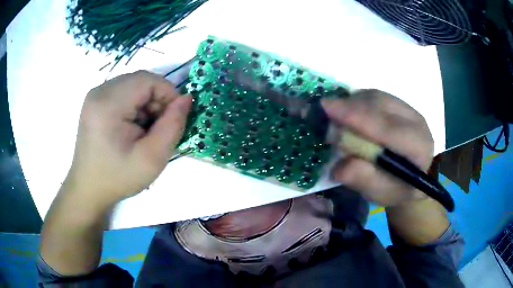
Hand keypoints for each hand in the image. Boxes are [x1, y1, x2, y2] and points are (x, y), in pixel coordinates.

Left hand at [64, 70, 191, 207]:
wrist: (88, 188)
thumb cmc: (118, 178)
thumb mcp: (152, 159)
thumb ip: (173, 125)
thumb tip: (186, 99)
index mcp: (108, 104)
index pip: (148, 80)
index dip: (168, 94)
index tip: (173, 119)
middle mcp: (99, 92)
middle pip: (140, 80)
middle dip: (156, 99)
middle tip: (158, 127)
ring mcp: (95, 94)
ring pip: (133, 84)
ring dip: (146, 102)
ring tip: (143, 129)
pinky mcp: (95, 100)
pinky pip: (123, 90)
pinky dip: (134, 104)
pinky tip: (131, 126)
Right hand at [322, 89, 433, 206]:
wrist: (411, 177)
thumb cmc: (396, 188)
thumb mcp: (379, 193)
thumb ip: (361, 179)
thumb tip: (337, 166)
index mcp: (417, 147)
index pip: (386, 127)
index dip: (356, 117)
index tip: (326, 107)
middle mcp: (416, 121)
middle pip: (379, 104)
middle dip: (349, 107)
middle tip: (324, 113)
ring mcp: (408, 109)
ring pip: (375, 96)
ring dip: (351, 102)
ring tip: (335, 115)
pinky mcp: (399, 103)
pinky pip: (374, 95)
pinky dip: (357, 101)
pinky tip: (348, 112)